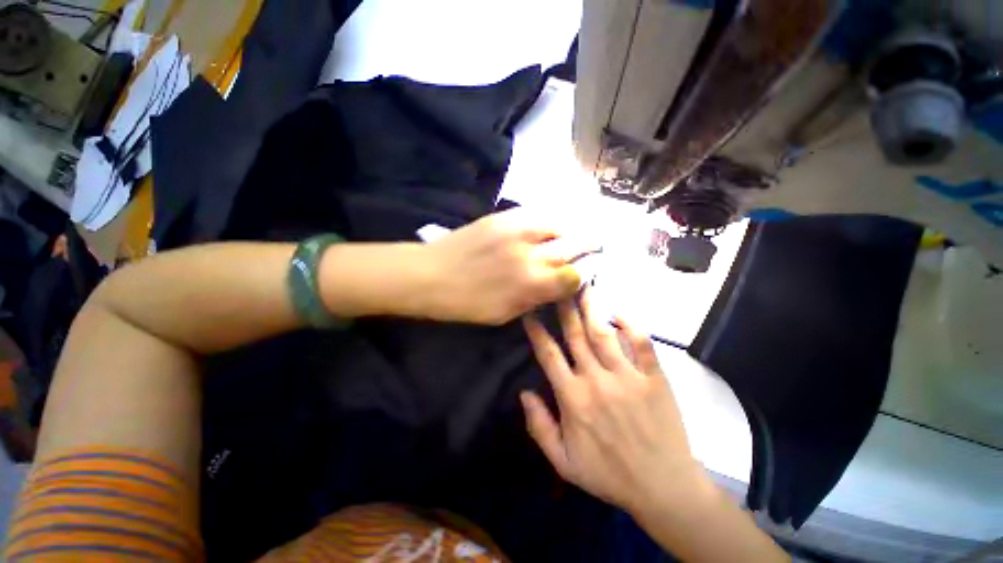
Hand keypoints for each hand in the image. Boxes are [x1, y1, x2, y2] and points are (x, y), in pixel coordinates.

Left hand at [420, 208, 595, 324]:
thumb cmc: (467, 303)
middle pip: (573, 246)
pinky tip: (551, 224)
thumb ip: (536, 298)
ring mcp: (517, 230)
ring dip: (572, 229)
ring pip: (558, 225)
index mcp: (531, 284)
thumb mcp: (505, 314)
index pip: (573, 276)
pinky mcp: (502, 217)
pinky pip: (536, 215)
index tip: (586, 272)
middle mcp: (531, 254)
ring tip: (578, 231)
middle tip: (600, 243)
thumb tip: (558, 286)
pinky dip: (549, 221)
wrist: (430, 274)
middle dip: (590, 245)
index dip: (583, 274)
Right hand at [521, 289, 705, 514]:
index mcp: (573, 398)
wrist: (663, 488)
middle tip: (559, 286)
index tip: (530, 312)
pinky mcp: (654, 378)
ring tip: (585, 288)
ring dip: (592, 309)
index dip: (537, 331)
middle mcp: (596, 380)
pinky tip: (620, 313)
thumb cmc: (609, 475)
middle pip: (576, 336)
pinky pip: (642, 344)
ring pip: (604, 333)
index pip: (549, 355)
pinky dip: (631, 325)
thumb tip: (524, 392)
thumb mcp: (564, 462)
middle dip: (564, 308)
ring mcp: (627, 376)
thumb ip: (539, 427)